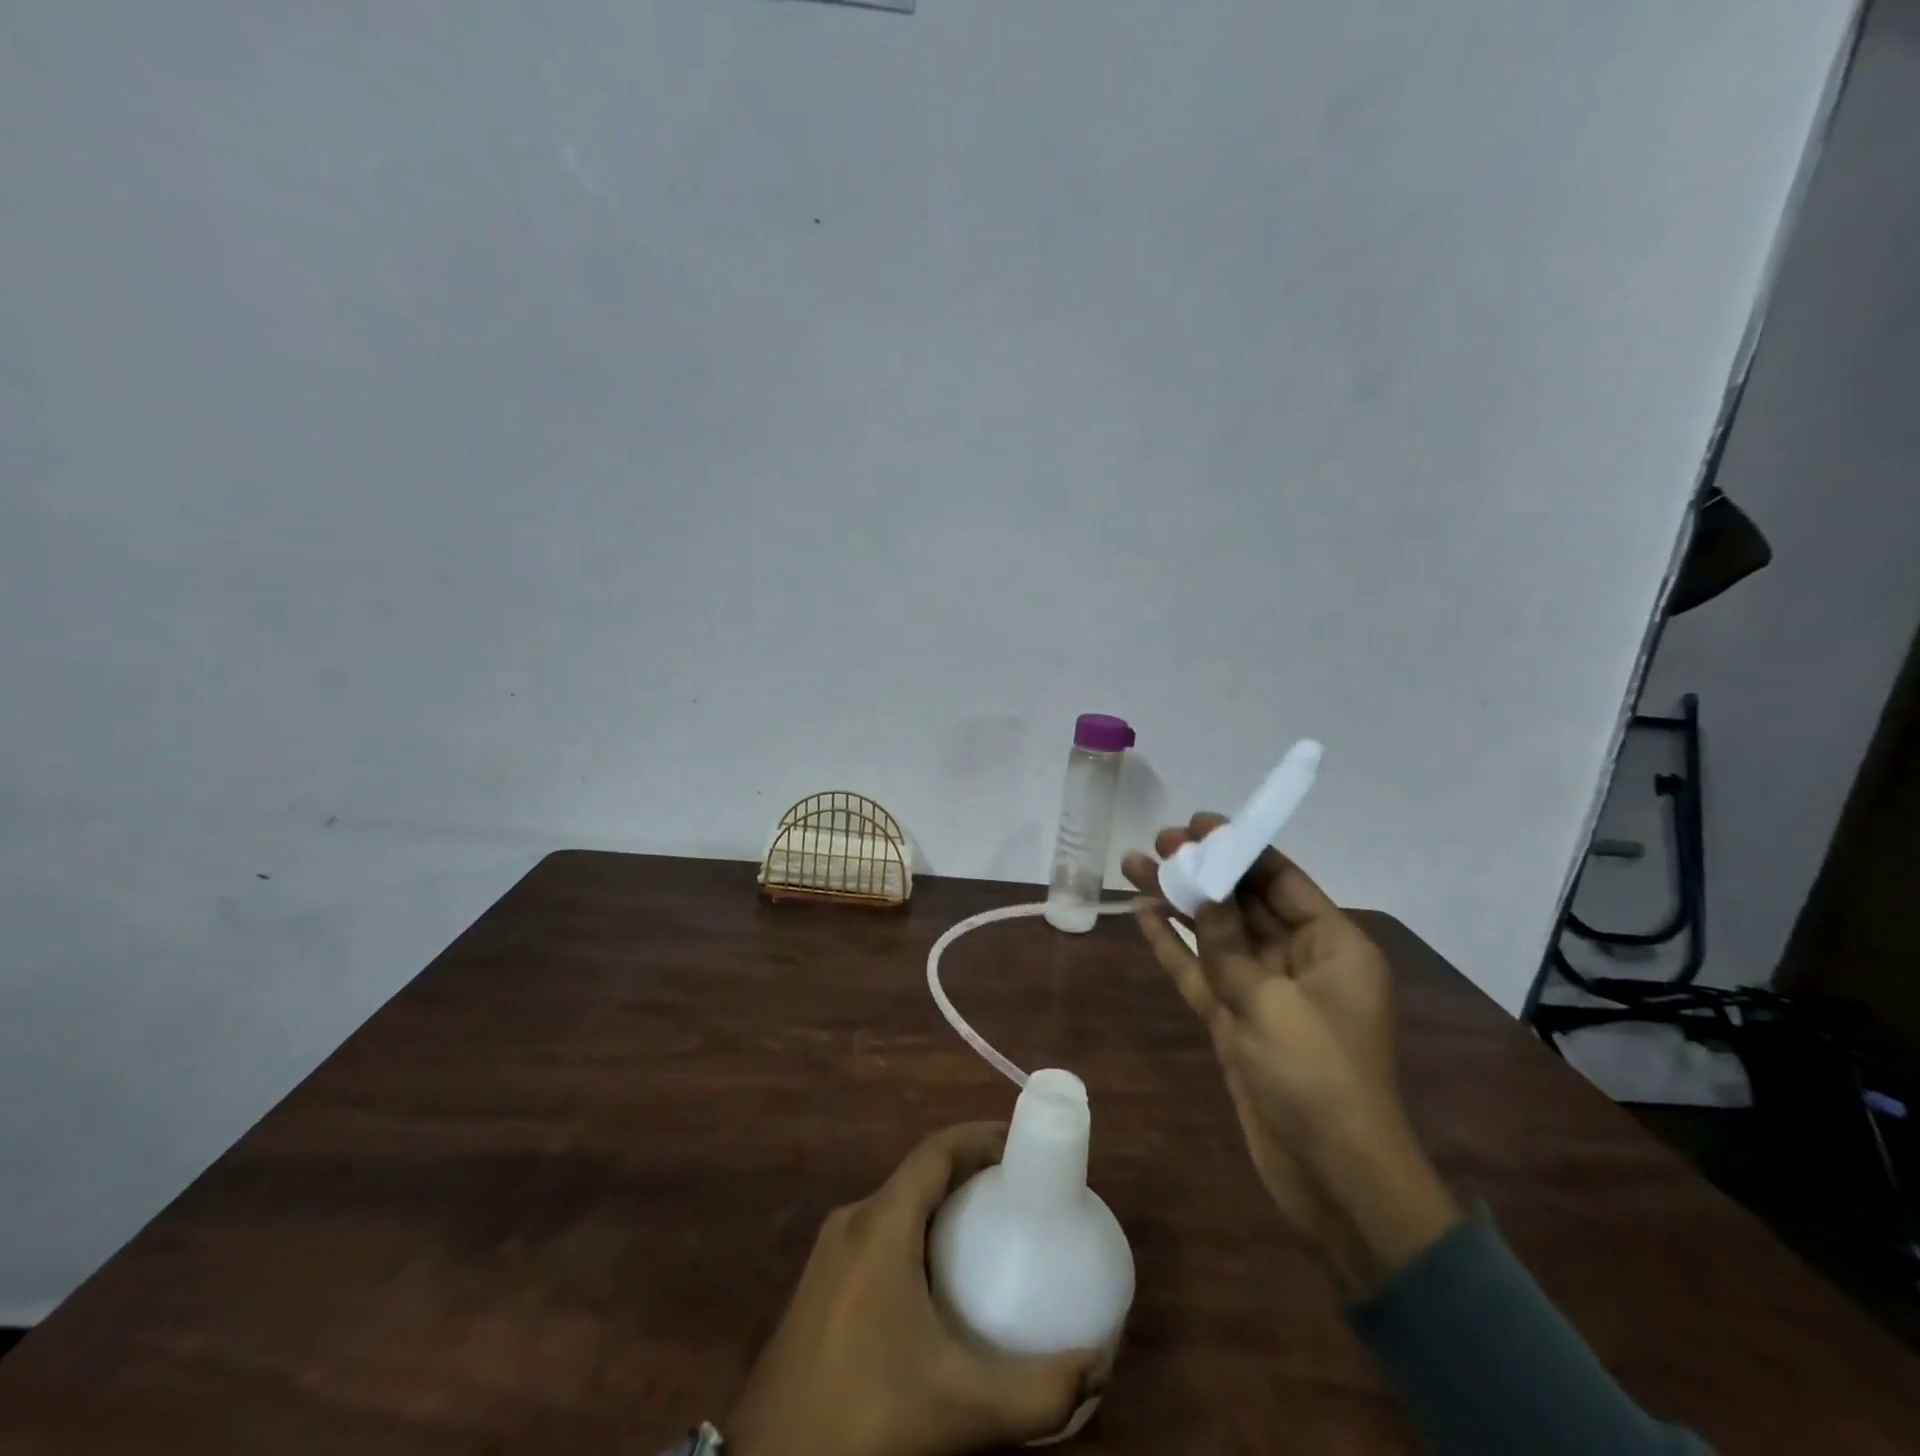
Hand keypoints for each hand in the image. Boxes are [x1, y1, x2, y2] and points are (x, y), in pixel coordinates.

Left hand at [727, 1122, 1099, 1455]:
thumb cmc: (866, 1416)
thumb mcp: (960, 1408)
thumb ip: (1037, 1391)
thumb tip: (1099, 1361)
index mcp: (881, 1223)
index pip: (936, 1151)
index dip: (979, 1136)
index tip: (1022, 1145)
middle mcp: (852, 1221)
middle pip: (919, 1175)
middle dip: (969, 1174)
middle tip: (1017, 1196)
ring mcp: (829, 1253)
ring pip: (896, 1206)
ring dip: (941, 1207)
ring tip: (987, 1234)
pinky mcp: (818, 1285)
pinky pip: (877, 1236)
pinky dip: (915, 1235)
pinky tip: (937, 1283)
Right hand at [1123, 816, 1460, 1293]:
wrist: (1333, 1177)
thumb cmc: (1318, 1077)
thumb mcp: (1272, 1002)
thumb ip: (1229, 944)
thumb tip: (1205, 893)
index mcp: (1332, 946)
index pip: (1280, 879)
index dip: (1239, 847)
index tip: (1197, 824)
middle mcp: (1301, 960)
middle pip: (1243, 901)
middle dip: (1202, 871)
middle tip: (1157, 842)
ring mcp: (1265, 991)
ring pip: (1215, 934)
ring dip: (1179, 903)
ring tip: (1134, 867)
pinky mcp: (1237, 1021)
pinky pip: (1201, 972)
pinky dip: (1174, 946)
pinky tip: (1143, 916)